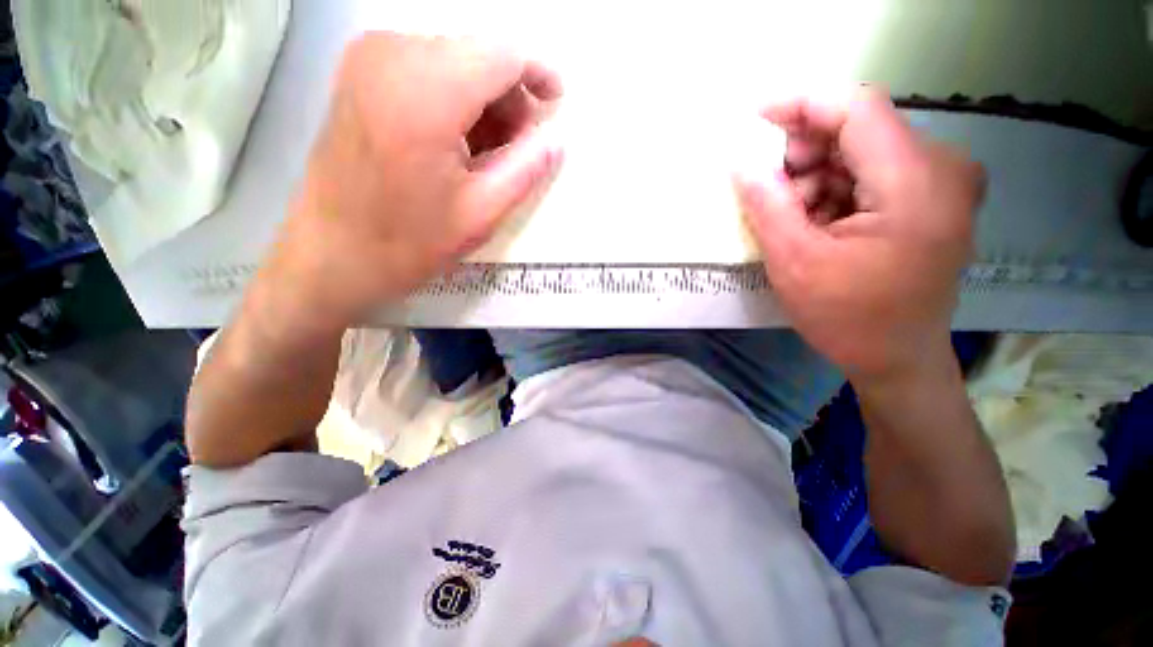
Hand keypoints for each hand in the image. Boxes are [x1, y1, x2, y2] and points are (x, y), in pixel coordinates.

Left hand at [261, 33, 561, 327]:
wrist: (331, 253)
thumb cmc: (408, 242)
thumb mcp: (481, 214)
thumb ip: (526, 170)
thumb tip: (557, 140)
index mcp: (427, 92)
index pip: (502, 55)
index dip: (538, 75)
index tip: (555, 104)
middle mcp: (393, 54)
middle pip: (478, 53)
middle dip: (509, 96)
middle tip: (519, 148)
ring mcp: (369, 59)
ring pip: (454, 59)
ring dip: (483, 101)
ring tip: (489, 153)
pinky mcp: (359, 73)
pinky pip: (426, 67)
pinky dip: (454, 98)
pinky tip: (457, 143)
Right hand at [734, 87, 984, 381]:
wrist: (896, 359)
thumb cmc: (847, 318)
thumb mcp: (794, 262)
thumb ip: (767, 204)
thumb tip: (741, 162)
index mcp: (916, 182)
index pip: (856, 108)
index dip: (801, 103)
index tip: (755, 118)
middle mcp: (943, 167)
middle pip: (859, 128)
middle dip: (804, 152)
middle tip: (768, 189)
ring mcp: (943, 182)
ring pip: (862, 150)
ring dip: (816, 176)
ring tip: (791, 218)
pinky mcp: (934, 198)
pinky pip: (873, 172)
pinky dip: (835, 189)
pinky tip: (816, 222)